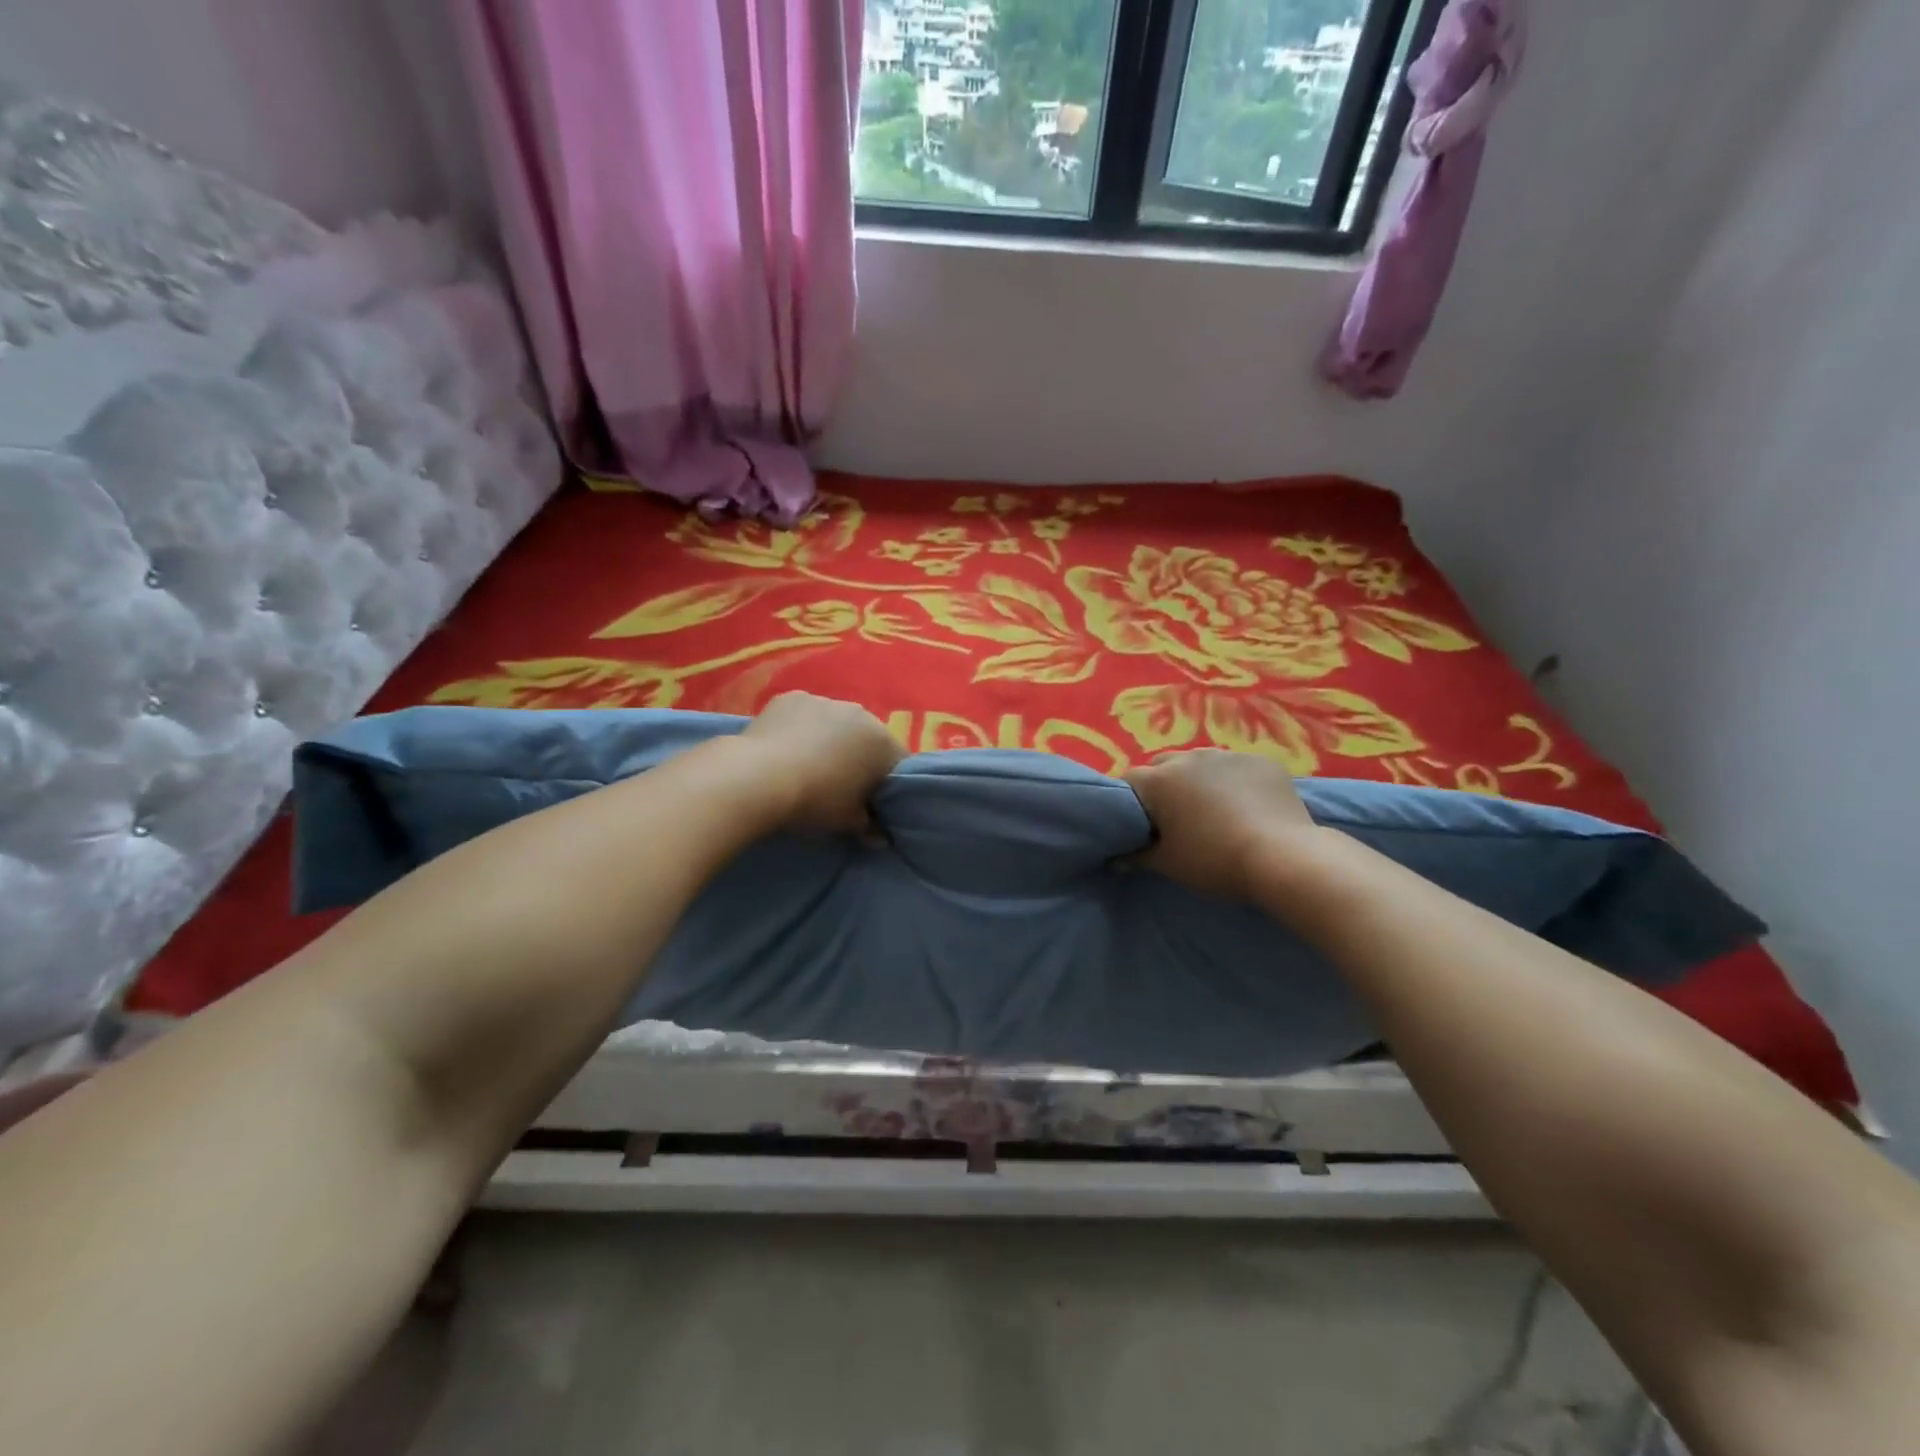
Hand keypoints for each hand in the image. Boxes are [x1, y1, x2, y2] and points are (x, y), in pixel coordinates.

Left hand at [737, 692, 904, 832]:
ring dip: (830, 740)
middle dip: (859, 758)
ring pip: (836, 723)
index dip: (887, 784)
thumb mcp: (847, 822)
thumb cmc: (815, 800)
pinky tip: (785, 750)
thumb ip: (869, 826)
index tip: (873, 802)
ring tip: (808, 767)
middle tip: (841, 786)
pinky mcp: (791, 697)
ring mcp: (824, 700)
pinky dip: (801, 729)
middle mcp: (860, 713)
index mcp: (882, 741)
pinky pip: (805, 715)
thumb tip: (880, 837)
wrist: (757, 778)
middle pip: (868, 739)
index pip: (899, 764)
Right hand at [1125, 750, 1321, 901]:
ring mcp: (1228, 755)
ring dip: (1198, 781)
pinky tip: (1247, 806)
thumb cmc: (1215, 861)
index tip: (1139, 824)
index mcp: (1159, 780)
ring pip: (1201, 763)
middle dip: (1163, 786)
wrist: (1283, 858)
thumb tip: (1118, 857)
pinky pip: (1237, 768)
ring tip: (1213, 810)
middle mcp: (1189, 757)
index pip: (1128, 782)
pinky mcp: (1261, 761)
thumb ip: (1137, 855)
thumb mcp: (1168, 864)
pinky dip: (1234, 782)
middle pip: (1163, 766)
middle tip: (1174, 818)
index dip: (1129, 802)